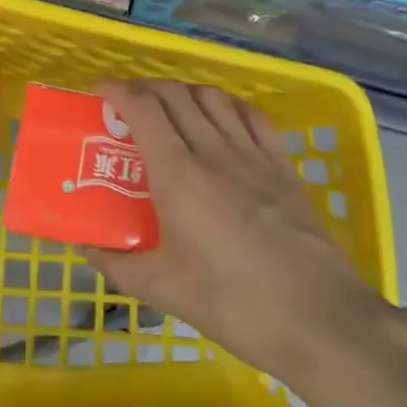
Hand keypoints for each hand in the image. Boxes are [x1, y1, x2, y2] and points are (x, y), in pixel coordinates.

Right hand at [87, 80, 392, 382]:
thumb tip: (88, 248)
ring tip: (170, 111)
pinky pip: (252, 117)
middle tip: (128, 106)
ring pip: (213, 98)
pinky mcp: (283, 167)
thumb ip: (118, 265)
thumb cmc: (233, 303)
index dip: (118, 90)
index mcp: (178, 175)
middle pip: (176, 94)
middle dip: (145, 88)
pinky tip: (222, 120)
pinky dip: (228, 106)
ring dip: (184, 92)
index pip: (144, 108)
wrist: (319, 318)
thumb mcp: (163, 289)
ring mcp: (254, 155)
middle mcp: (214, 151)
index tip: (100, 92)